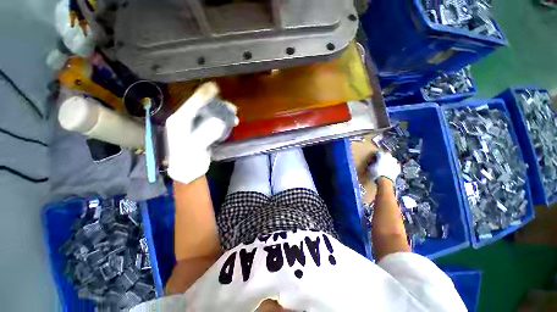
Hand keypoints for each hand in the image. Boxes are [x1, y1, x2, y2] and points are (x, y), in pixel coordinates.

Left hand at [166, 82, 237, 183]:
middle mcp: (186, 121)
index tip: (215, 87)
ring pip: (209, 115)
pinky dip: (222, 122)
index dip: (203, 95)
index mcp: (179, 121)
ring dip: (222, 114)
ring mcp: (194, 127)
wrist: (187, 172)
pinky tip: (230, 123)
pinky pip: (213, 123)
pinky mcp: (202, 133)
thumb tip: (219, 121)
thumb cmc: (187, 161)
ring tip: (234, 117)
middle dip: (218, 106)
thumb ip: (205, 133)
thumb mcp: (193, 146)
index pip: (192, 104)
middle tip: (232, 107)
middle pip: (202, 108)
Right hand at [367, 152, 400, 183]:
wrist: (385, 181)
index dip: (376, 155)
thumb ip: (371, 163)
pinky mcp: (398, 168)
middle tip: (381, 159)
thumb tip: (372, 162)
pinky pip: (396, 165)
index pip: (379, 153)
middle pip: (387, 154)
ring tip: (387, 164)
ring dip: (390, 160)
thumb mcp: (370, 168)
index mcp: (382, 156)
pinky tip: (391, 169)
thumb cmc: (376, 173)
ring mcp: (394, 163)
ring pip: (393, 159)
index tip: (374, 157)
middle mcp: (389, 158)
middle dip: (384, 156)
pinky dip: (394, 166)